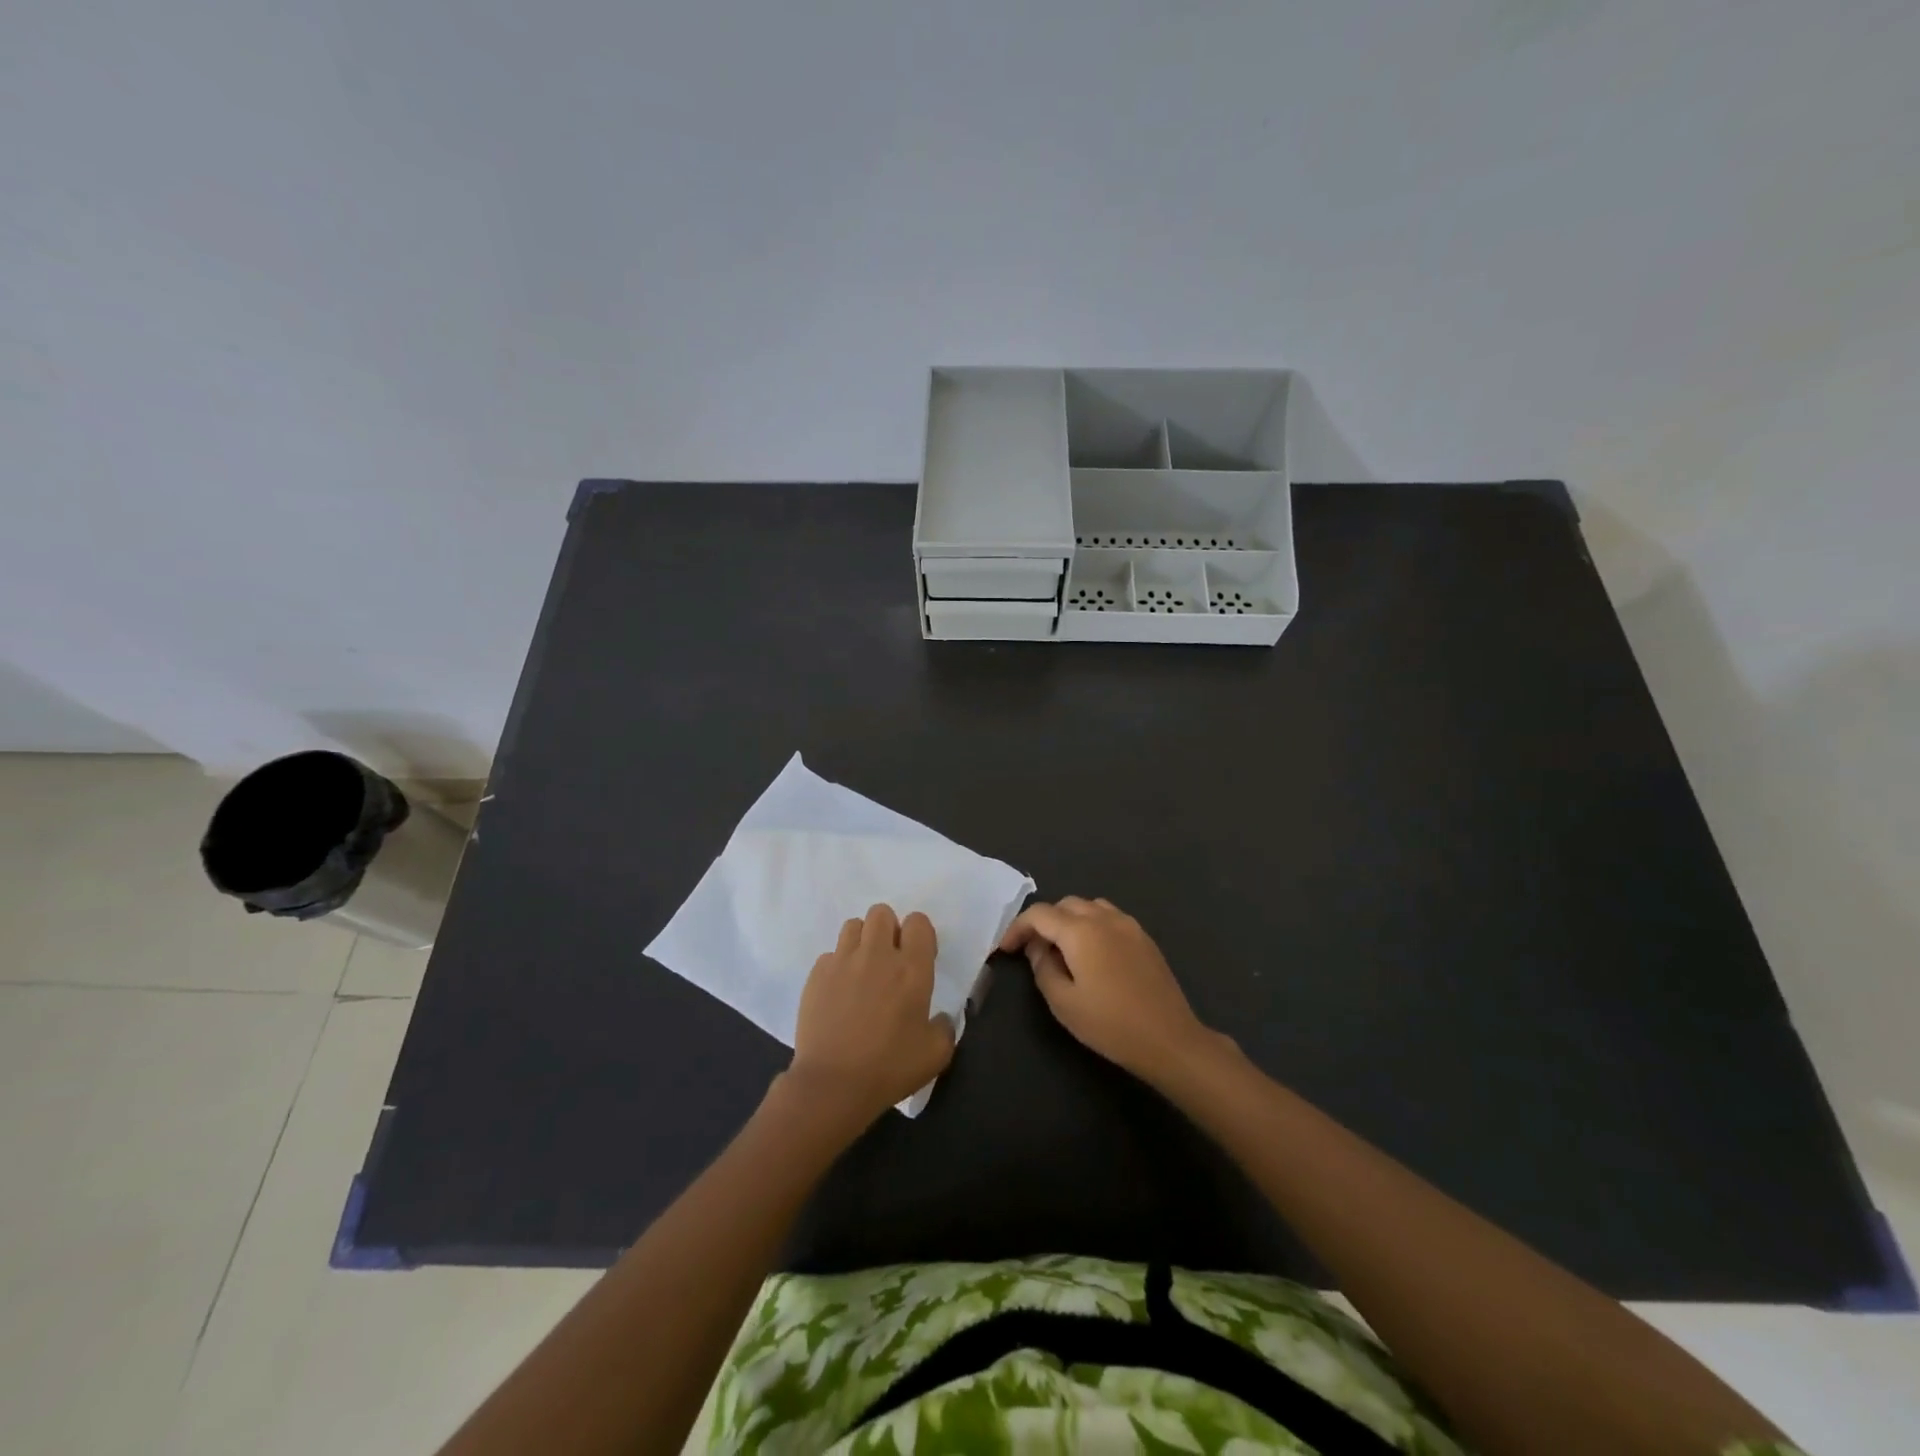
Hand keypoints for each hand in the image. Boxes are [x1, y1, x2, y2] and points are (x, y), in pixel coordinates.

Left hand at [786, 903, 956, 1126]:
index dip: (920, 935)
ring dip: (862, 941)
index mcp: (911, 969)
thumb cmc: (889, 1068)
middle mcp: (877, 955)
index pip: (918, 922)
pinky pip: (830, 954)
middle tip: (889, 960)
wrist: (832, 1085)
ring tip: (863, 970)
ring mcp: (843, 961)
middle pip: (882, 913)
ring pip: (853, 925)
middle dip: (888, 929)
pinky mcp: (816, 974)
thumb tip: (941, 1018)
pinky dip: (838, 966)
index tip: (918, 958)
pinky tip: (839, 993)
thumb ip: (945, 1027)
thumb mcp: (936, 1054)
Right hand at [1000, 896, 1216, 1086]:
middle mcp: (1104, 918)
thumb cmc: (1111, 1024)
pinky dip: (1092, 925)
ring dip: (1069, 920)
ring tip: (1062, 949)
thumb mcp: (1064, 1003)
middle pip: (1065, 905)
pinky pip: (1110, 917)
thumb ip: (1042, 969)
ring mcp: (1128, 925)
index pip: (1039, 914)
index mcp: (1081, 931)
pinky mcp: (1144, 938)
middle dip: (1044, 922)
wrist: (1169, 1039)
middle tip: (1033, 951)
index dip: (1017, 928)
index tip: (1006, 949)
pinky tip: (1092, 954)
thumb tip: (1037, 948)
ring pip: (1089, 907)